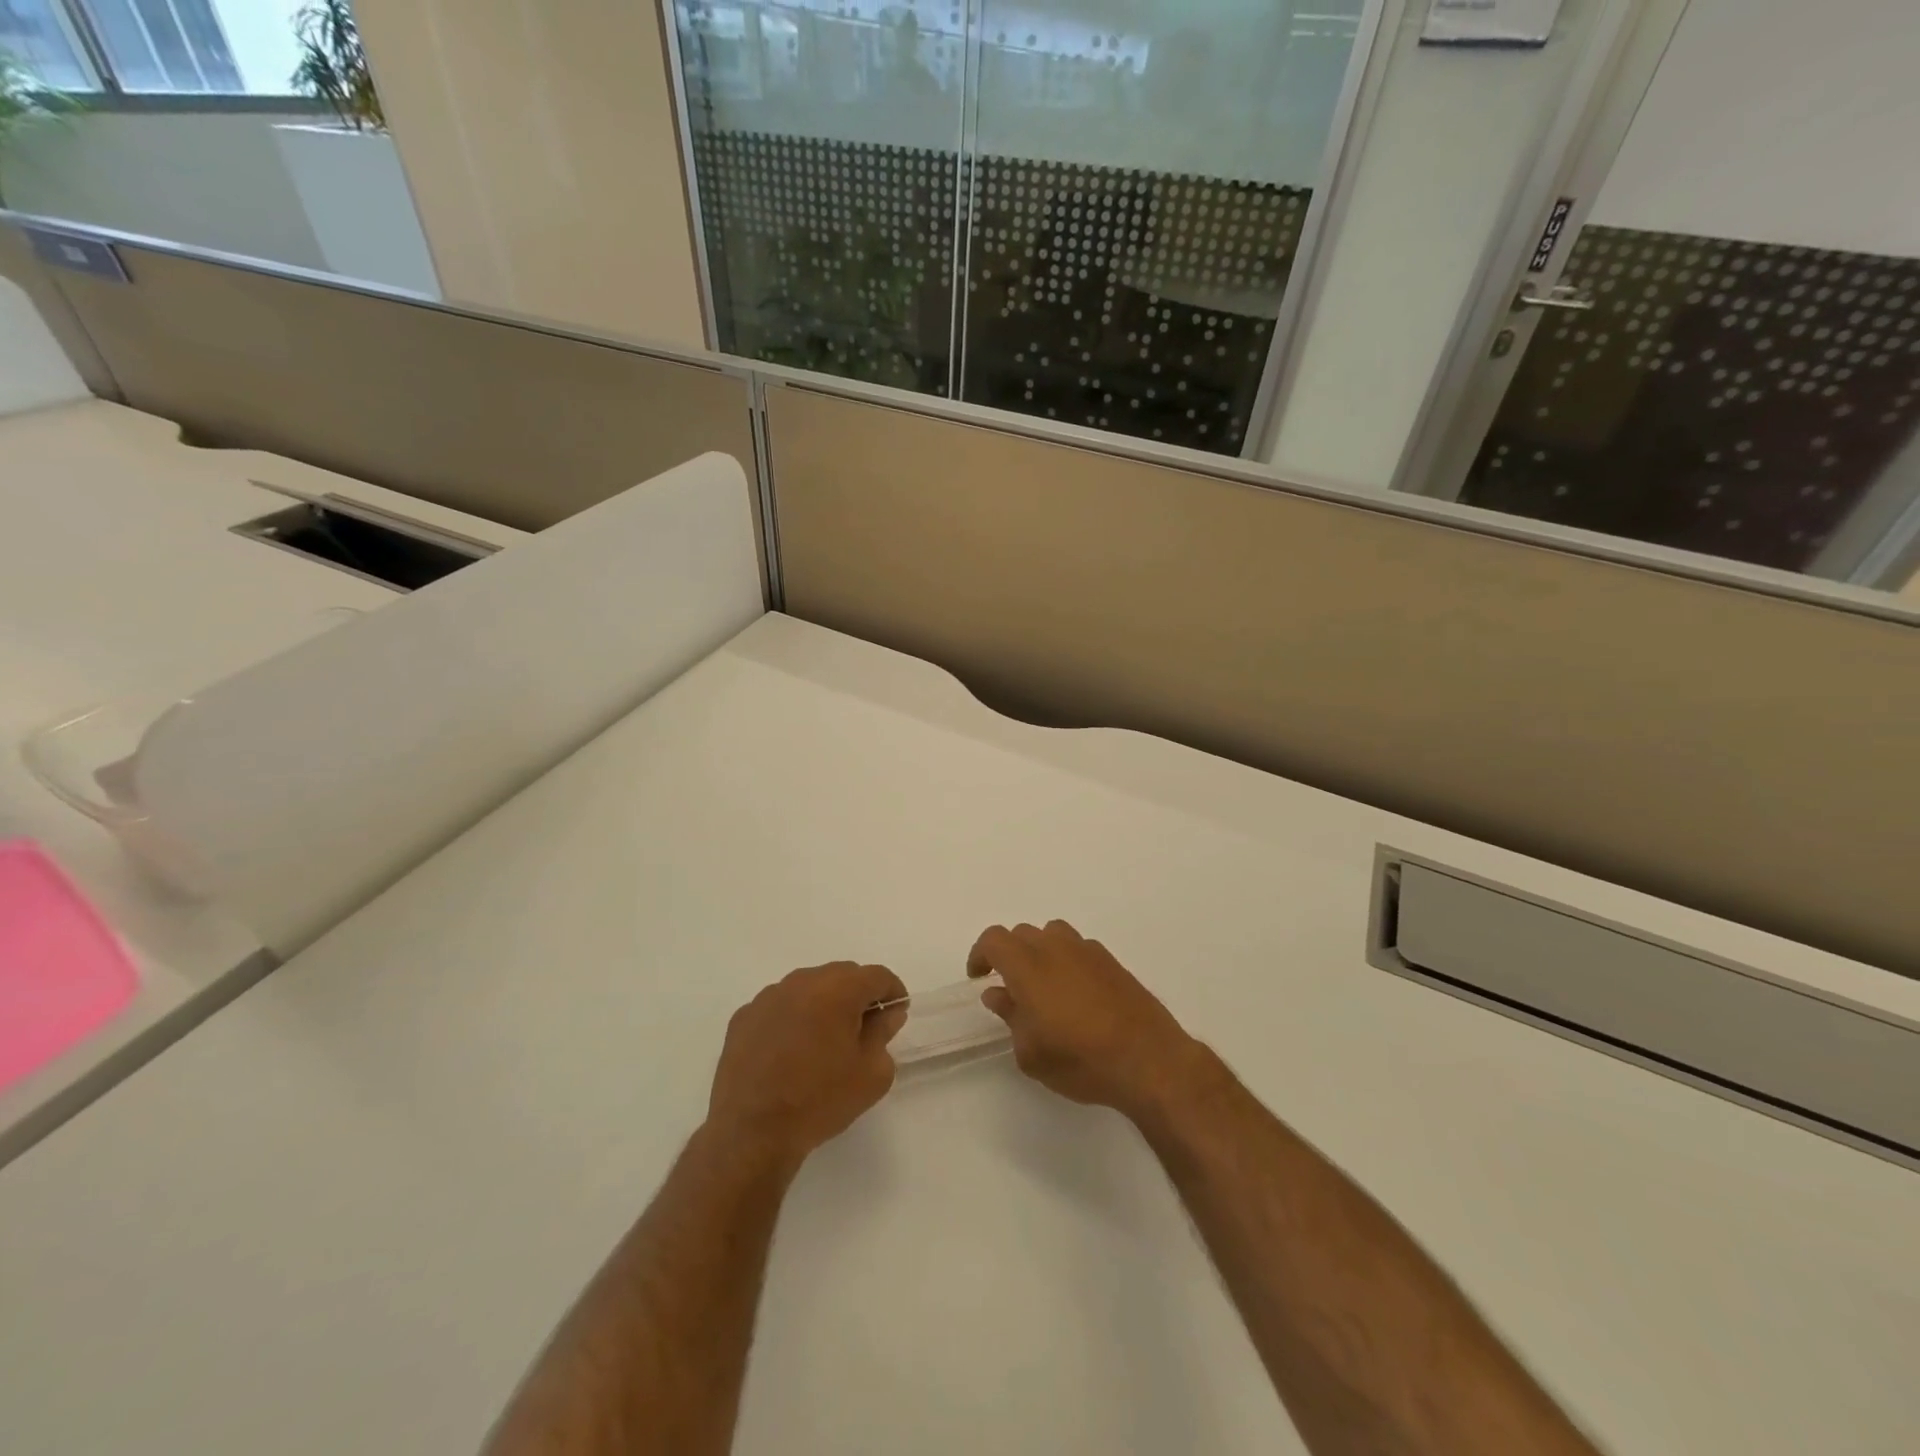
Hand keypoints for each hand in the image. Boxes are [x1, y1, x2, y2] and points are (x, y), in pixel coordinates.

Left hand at [706, 962, 907, 1172]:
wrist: (752, 1132)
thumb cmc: (820, 1100)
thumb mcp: (872, 1074)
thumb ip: (884, 1034)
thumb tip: (887, 1014)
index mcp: (838, 990)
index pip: (877, 976)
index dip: (892, 992)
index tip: (896, 1013)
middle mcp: (802, 982)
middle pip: (842, 975)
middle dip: (858, 995)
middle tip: (863, 1029)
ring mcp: (768, 997)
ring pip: (808, 988)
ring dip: (823, 1004)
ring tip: (824, 1041)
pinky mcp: (744, 1017)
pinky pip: (779, 1006)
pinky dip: (792, 1018)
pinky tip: (791, 1051)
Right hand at [968, 921, 1202, 1121]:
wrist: (1147, 1059)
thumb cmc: (1080, 1060)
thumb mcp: (1031, 1053)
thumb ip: (1010, 1017)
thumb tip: (998, 994)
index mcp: (1028, 966)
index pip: (994, 940)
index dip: (981, 954)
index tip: (979, 978)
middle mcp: (1056, 948)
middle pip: (1022, 933)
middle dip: (1009, 954)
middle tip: (1009, 987)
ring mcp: (1087, 951)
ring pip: (1052, 934)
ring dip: (1040, 951)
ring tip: (1043, 986)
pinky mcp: (1112, 962)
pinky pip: (1079, 948)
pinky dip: (1067, 960)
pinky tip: (1075, 993)